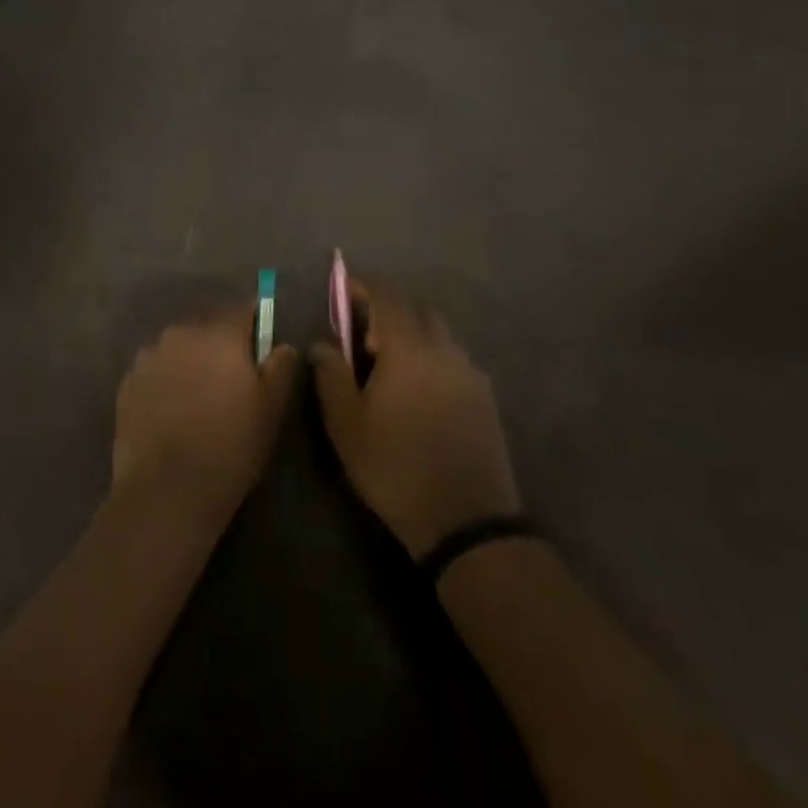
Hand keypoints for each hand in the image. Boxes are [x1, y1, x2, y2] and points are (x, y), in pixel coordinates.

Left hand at [112, 304, 299, 531]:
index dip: (254, 323)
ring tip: (198, 398)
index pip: (242, 310)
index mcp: (219, 334)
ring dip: (190, 361)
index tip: (260, 345)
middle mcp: (180, 334)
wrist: (166, 490)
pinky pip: (155, 370)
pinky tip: (172, 411)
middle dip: (220, 344)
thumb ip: (281, 368)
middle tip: (231, 379)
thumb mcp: (271, 410)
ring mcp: (149, 356)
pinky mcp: (127, 382)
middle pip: (207, 327)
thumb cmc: (230, 447)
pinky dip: (165, 381)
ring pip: (178, 347)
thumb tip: (281, 345)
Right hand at [312, 281, 520, 557]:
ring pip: (438, 333)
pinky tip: (416, 389)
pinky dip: (430, 356)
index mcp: (409, 349)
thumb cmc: (395, 468)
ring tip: (386, 364)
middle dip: (388, 308)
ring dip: (410, 333)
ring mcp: (469, 373)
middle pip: (417, 309)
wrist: (466, 522)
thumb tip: (322, 343)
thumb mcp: (346, 424)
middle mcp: (444, 350)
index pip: (387, 297)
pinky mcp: (484, 397)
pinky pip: (452, 358)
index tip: (342, 286)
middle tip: (361, 332)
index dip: (363, 286)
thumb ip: (330, 375)